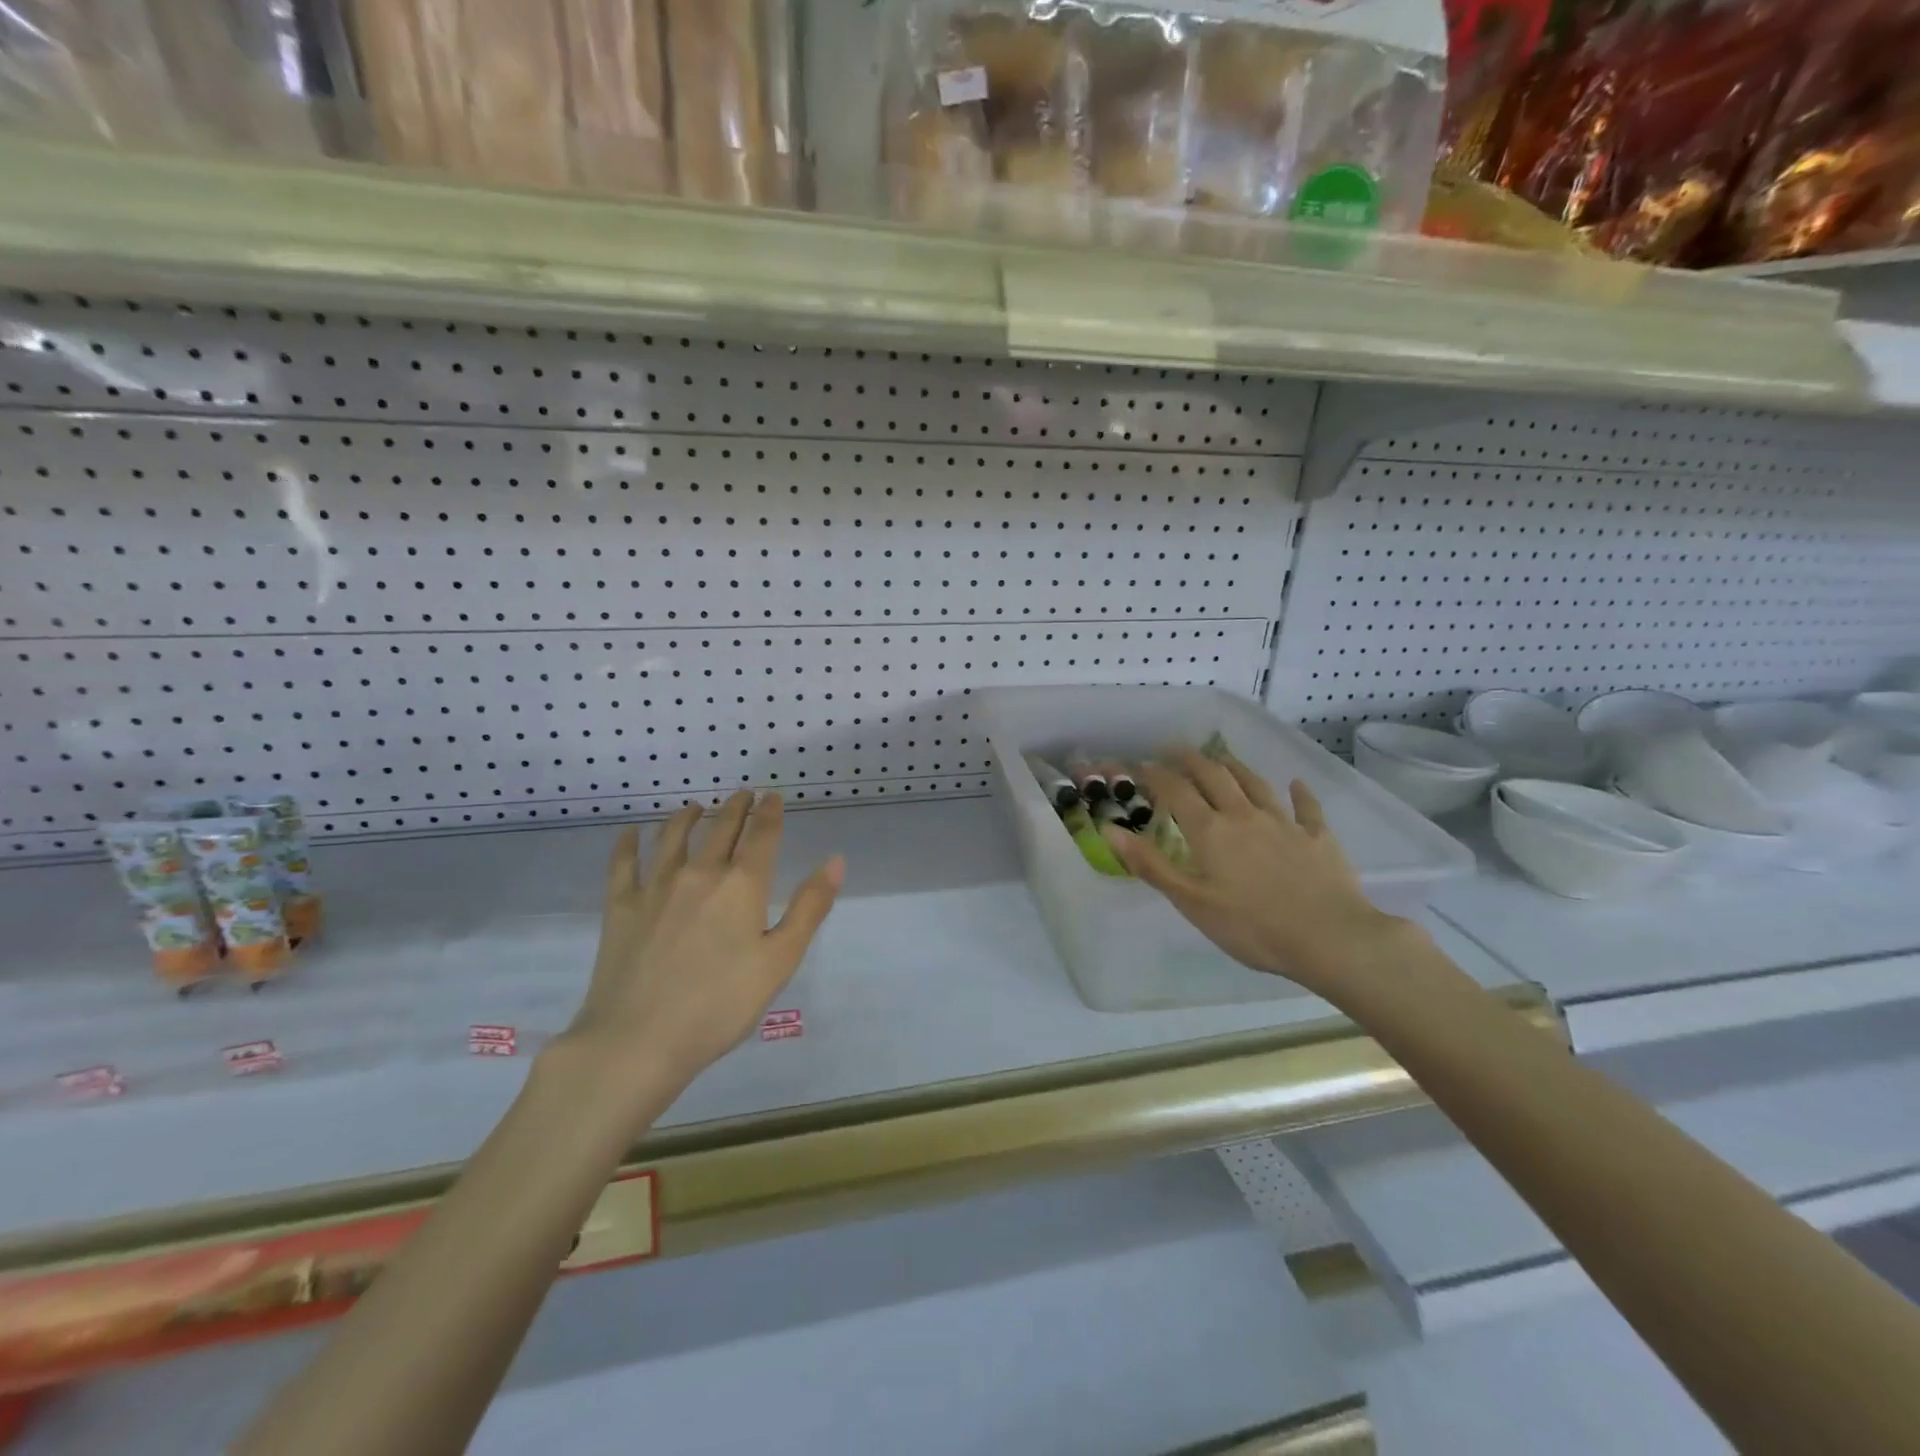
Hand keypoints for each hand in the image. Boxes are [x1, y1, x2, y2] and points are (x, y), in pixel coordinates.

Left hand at [563, 791, 842, 1120]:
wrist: (638, 1040)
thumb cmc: (720, 1005)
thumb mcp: (780, 961)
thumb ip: (809, 908)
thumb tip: (835, 861)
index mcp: (742, 885)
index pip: (762, 834)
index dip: (770, 812)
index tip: (773, 796)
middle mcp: (699, 873)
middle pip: (721, 827)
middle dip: (736, 807)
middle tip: (743, 795)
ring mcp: (655, 886)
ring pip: (673, 835)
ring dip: (688, 816)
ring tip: (695, 807)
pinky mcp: (621, 906)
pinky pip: (624, 863)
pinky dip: (628, 843)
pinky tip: (630, 833)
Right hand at [1101, 749, 1402, 997]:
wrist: (1331, 938)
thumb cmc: (1252, 927)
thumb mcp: (1192, 902)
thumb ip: (1151, 864)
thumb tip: (1110, 830)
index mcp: (1210, 831)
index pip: (1177, 791)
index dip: (1157, 774)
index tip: (1141, 764)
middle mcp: (1244, 816)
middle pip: (1214, 776)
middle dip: (1191, 760)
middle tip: (1175, 749)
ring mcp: (1284, 823)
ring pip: (1255, 784)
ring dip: (1235, 766)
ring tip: (1221, 757)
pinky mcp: (1318, 838)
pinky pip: (1307, 808)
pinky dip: (1299, 793)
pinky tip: (1296, 784)